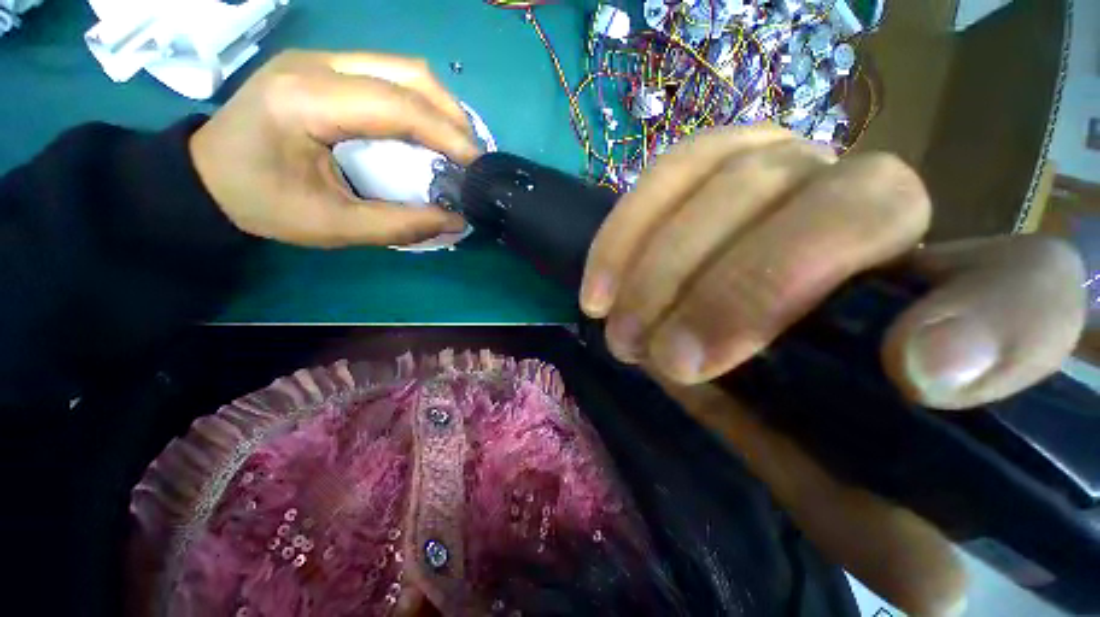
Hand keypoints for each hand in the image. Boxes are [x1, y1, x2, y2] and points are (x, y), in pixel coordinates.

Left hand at [190, 50, 477, 247]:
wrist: (208, 177)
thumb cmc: (263, 204)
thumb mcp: (334, 227)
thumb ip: (400, 225)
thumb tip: (455, 220)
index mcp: (305, 102)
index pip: (395, 105)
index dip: (446, 134)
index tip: (476, 165)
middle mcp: (314, 65)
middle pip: (406, 72)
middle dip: (451, 114)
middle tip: (471, 155)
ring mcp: (319, 60)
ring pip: (401, 68)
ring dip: (439, 105)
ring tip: (457, 144)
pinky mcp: (324, 67)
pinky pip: (387, 74)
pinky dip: (419, 102)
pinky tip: (429, 130)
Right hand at [580, 125, 1086, 614]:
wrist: (705, 304)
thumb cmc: (769, 379)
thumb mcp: (812, 450)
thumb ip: (863, 507)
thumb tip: (934, 592)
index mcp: (936, 289)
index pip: (1027, 285)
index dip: (997, 324)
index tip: (914, 376)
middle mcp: (875, 201)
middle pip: (852, 204)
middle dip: (745, 293)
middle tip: (671, 362)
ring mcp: (785, 163)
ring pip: (739, 183)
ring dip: (664, 269)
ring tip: (623, 332)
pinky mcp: (712, 156)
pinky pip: (669, 174)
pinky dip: (625, 233)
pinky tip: (597, 285)